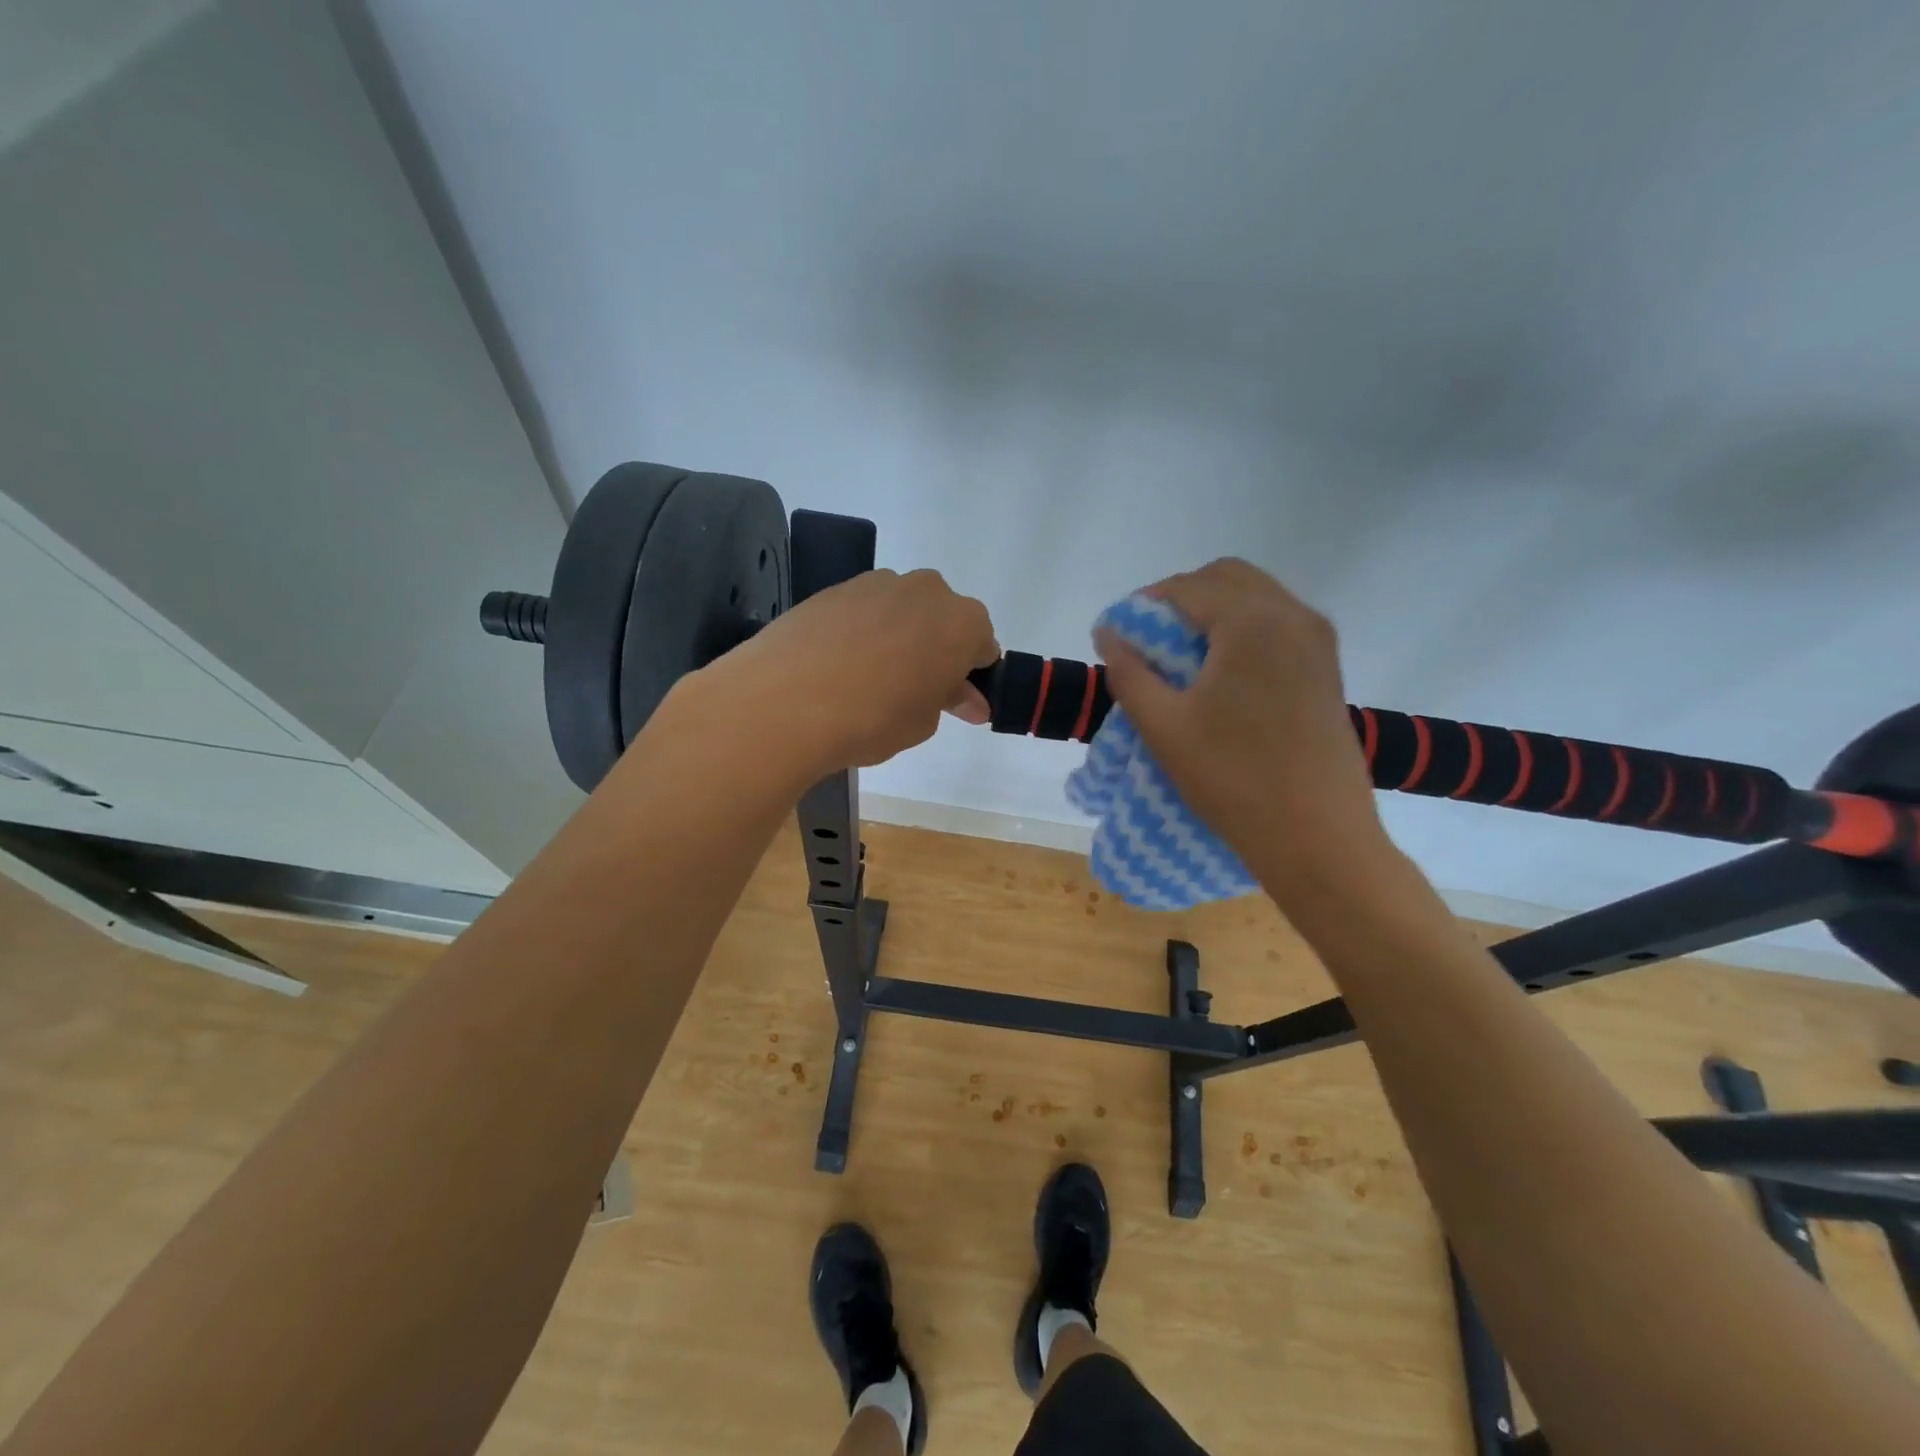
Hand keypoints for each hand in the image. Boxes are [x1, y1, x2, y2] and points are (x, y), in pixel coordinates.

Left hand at [699, 567, 997, 775]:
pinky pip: (864, 612)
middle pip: (943, 620)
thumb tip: (968, 699)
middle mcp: (925, 590)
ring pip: (902, 611)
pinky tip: (840, 667)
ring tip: (871, 681)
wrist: (786, 700)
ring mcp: (876, 584)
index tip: (957, 702)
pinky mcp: (834, 589)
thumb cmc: (874, 717)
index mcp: (962, 622)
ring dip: (899, 637)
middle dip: (937, 650)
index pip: (983, 646)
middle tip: (915, 691)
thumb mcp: (923, 721)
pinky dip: (862, 633)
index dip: (972, 676)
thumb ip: (950, 701)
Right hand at [1096, 558, 1388, 890]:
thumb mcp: (1164, 726)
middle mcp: (1293, 616)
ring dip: (1214, 613)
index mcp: (1252, 622)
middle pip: (1227, 578)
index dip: (1143, 606)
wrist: (1318, 837)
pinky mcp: (1327, 669)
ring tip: (1181, 660)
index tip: (1117, 636)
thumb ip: (1129, 673)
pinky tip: (1221, 675)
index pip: (1187, 588)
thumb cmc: (1233, 779)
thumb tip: (1108, 633)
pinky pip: (1278, 624)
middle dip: (1182, 598)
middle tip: (1149, 641)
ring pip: (1256, 598)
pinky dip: (1243, 630)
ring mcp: (1317, 642)